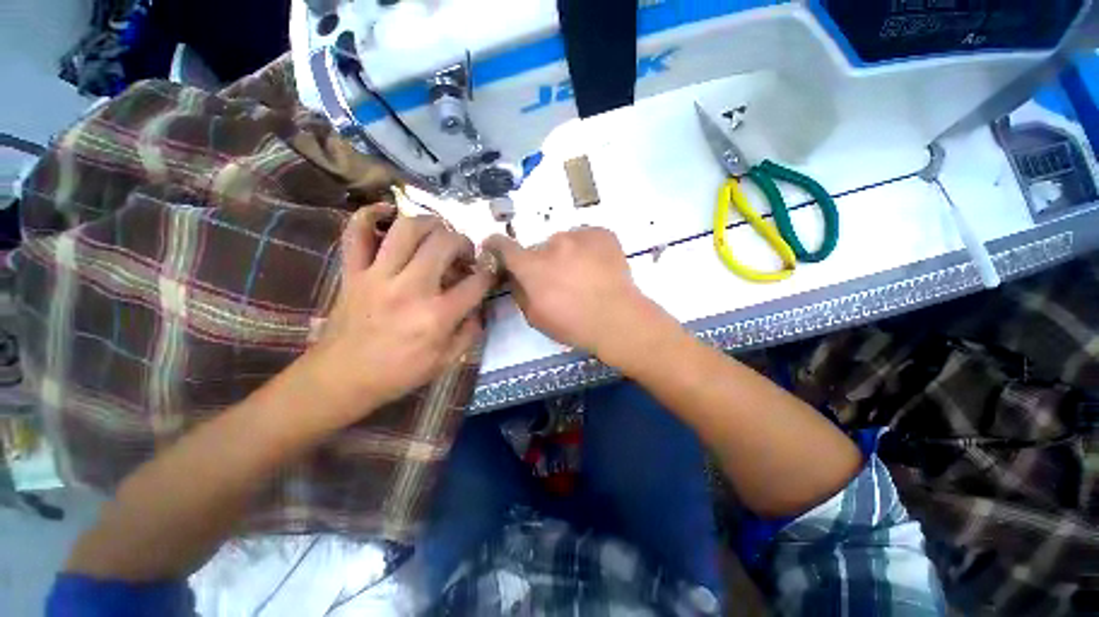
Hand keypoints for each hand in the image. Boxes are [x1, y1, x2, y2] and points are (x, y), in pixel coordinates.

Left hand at [304, 207, 494, 422]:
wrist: (343, 378)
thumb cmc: (399, 373)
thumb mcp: (447, 361)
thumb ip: (470, 331)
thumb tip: (478, 306)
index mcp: (437, 315)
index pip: (476, 282)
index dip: (489, 272)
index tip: (489, 271)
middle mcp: (411, 288)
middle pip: (445, 243)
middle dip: (463, 242)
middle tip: (464, 253)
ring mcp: (378, 276)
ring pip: (407, 228)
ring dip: (430, 223)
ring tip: (437, 233)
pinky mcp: (353, 272)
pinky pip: (355, 232)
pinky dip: (369, 214)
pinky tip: (388, 213)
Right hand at [484, 227, 671, 360]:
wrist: (619, 320)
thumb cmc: (574, 324)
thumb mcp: (535, 317)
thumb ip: (519, 292)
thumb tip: (515, 277)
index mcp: (532, 266)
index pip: (504, 246)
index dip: (496, 246)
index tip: (496, 249)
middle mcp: (552, 244)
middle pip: (540, 249)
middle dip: (543, 262)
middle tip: (559, 281)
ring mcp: (579, 235)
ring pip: (564, 243)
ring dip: (567, 255)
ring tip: (584, 276)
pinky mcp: (602, 234)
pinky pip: (586, 238)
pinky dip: (587, 250)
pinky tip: (598, 269)